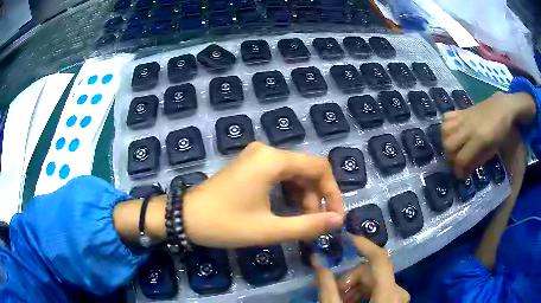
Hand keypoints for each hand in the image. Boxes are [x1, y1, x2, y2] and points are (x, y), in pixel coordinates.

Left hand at [183, 142, 344, 247]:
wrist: (184, 217)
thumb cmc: (224, 223)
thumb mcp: (268, 229)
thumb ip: (307, 225)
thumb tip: (337, 222)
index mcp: (273, 160)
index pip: (319, 168)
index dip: (333, 193)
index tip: (336, 217)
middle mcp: (266, 151)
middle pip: (307, 169)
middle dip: (317, 197)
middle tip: (316, 224)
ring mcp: (256, 157)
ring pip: (293, 173)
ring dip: (303, 196)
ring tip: (301, 221)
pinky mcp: (249, 165)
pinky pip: (278, 175)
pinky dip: (288, 192)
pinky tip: (286, 211)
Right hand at [314, 234, 408, 302]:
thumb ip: (327, 287)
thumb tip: (317, 260)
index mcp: (387, 296)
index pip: (381, 260)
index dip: (364, 245)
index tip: (345, 238)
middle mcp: (399, 294)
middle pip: (375, 273)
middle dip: (352, 280)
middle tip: (335, 293)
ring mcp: (399, 299)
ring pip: (377, 281)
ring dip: (356, 288)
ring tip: (341, 300)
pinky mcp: (396, 302)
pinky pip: (381, 289)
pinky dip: (364, 294)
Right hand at [442, 92, 534, 178]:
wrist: (503, 107)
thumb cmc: (502, 131)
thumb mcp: (493, 149)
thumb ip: (479, 159)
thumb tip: (466, 170)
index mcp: (479, 139)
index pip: (461, 158)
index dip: (459, 170)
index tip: (461, 175)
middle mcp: (469, 128)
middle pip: (449, 145)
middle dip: (451, 156)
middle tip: (458, 160)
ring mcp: (465, 118)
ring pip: (445, 130)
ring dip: (447, 141)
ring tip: (454, 146)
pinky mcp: (463, 111)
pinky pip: (447, 117)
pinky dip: (446, 126)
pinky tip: (453, 132)